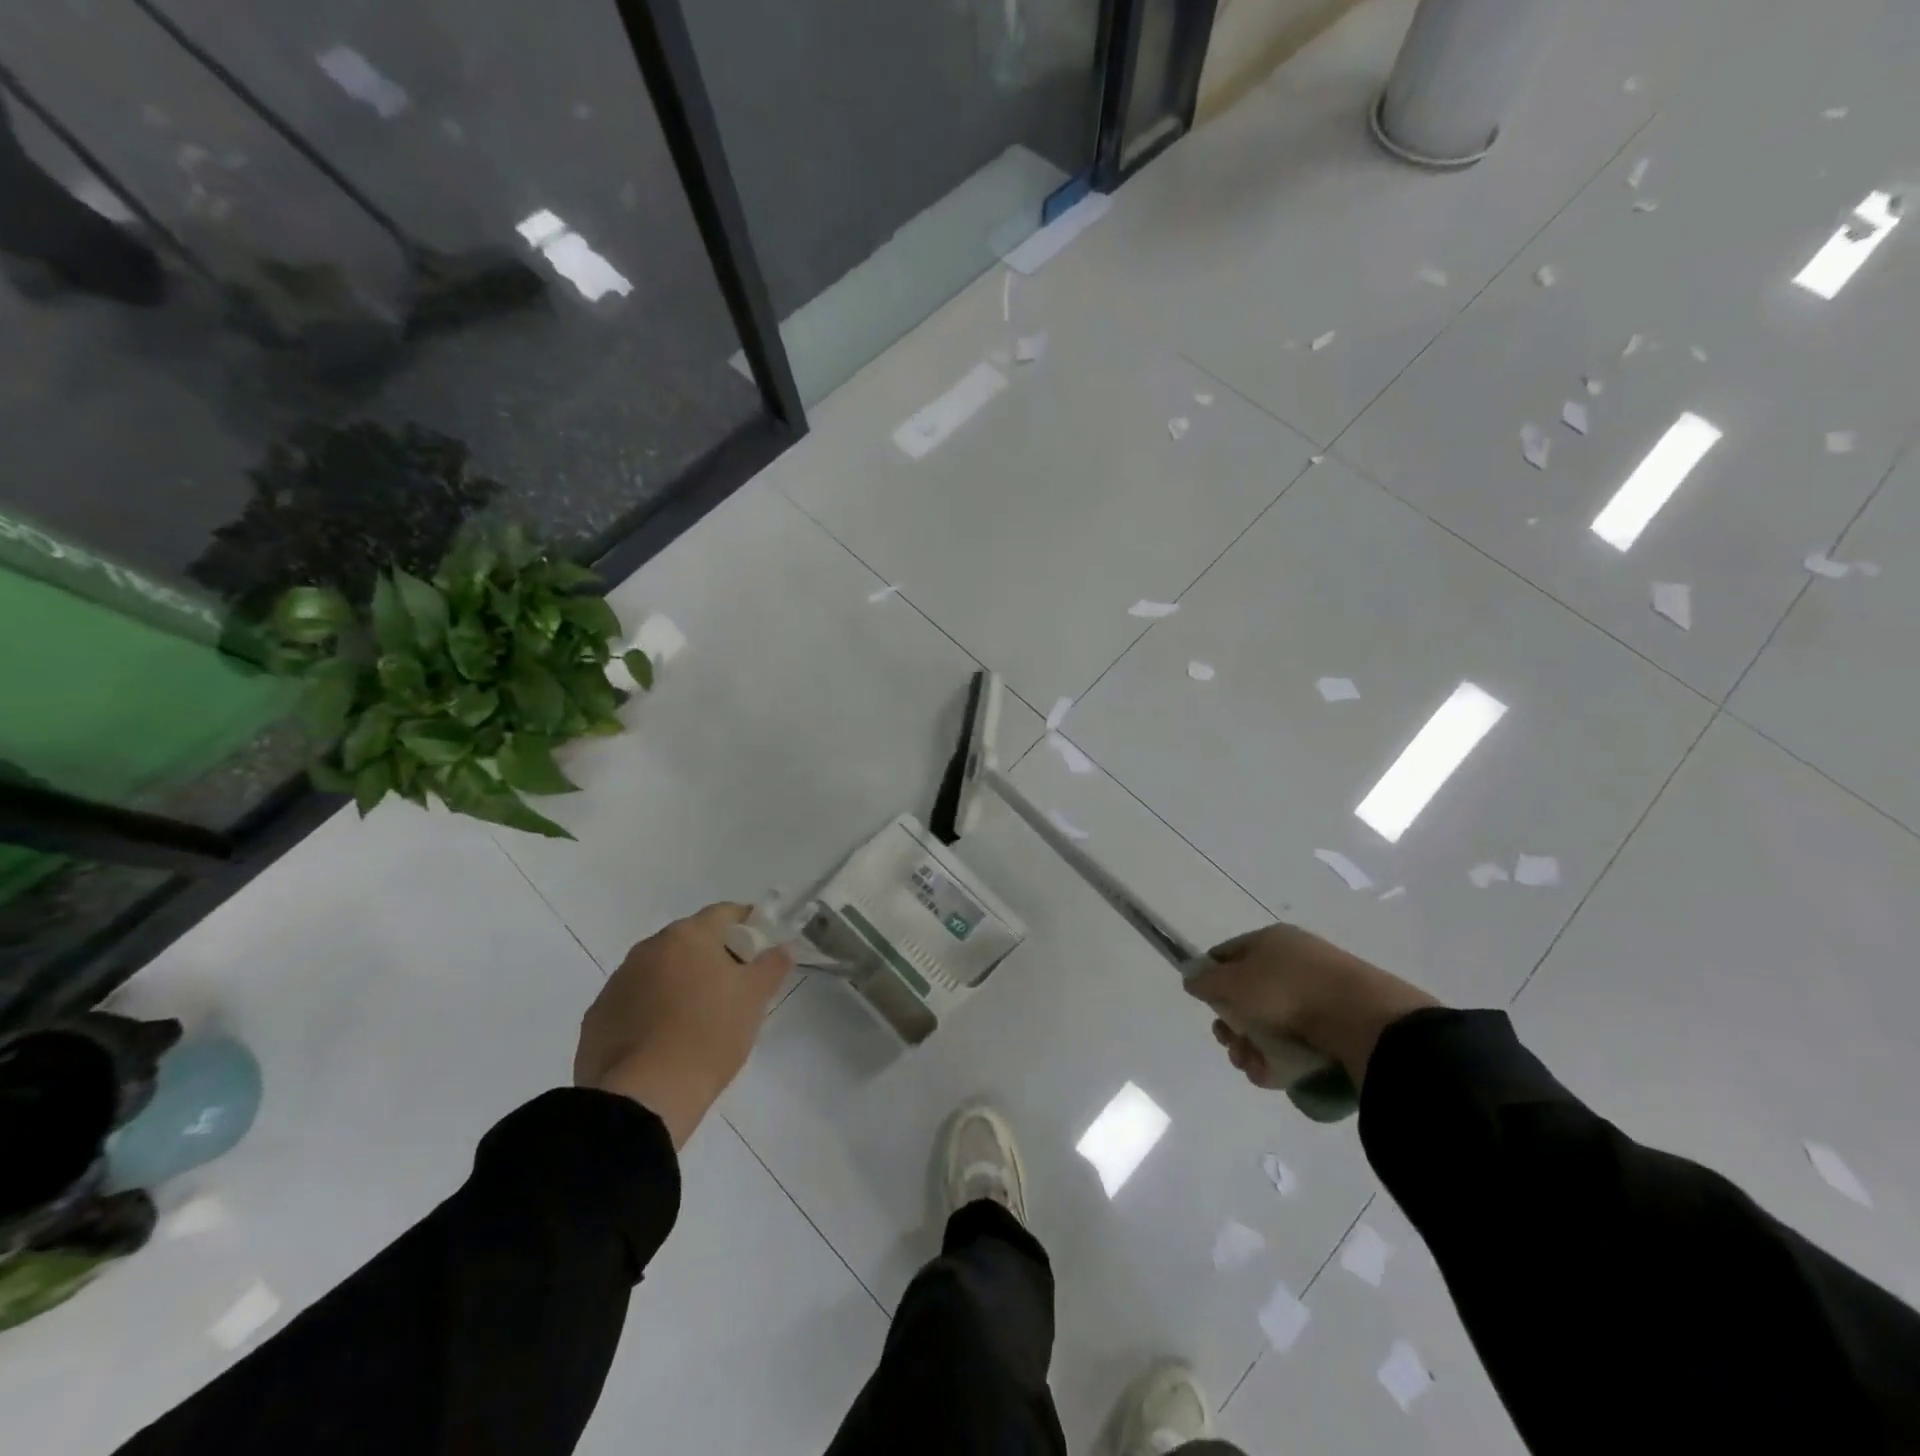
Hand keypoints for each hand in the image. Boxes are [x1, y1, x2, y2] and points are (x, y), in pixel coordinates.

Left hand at [574, 903, 792, 1147]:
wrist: (644, 1097)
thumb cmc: (710, 1035)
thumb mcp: (755, 998)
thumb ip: (772, 964)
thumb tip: (781, 947)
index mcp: (688, 936)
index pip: (724, 913)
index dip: (747, 924)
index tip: (761, 947)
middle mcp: (649, 949)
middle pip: (689, 941)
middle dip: (712, 956)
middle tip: (734, 987)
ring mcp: (617, 982)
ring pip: (658, 971)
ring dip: (678, 983)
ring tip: (698, 1018)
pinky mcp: (597, 1018)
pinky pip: (633, 1002)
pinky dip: (650, 1011)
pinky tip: (664, 1041)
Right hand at [1183, 923, 1440, 1090]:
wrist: (1363, 1020)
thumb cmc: (1287, 990)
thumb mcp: (1233, 982)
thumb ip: (1206, 981)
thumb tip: (1192, 979)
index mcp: (1271, 940)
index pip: (1228, 954)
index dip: (1212, 979)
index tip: (1207, 1007)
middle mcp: (1294, 962)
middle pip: (1248, 995)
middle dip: (1233, 1026)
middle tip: (1231, 1045)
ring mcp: (1319, 994)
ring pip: (1271, 1024)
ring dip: (1253, 1049)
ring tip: (1254, 1068)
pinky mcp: (1338, 1027)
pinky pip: (1298, 1043)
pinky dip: (1281, 1060)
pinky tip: (1274, 1076)